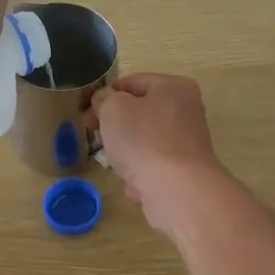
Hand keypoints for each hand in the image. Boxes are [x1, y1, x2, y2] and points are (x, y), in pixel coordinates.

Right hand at [91, 74, 232, 236]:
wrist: (177, 191)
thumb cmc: (144, 141)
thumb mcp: (113, 109)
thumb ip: (103, 98)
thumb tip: (104, 100)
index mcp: (174, 87)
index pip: (131, 83)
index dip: (105, 97)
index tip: (87, 117)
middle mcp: (186, 112)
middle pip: (137, 115)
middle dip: (114, 129)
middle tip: (97, 140)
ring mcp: (186, 144)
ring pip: (141, 144)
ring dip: (125, 155)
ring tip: (119, 166)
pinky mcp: (183, 172)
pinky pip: (151, 168)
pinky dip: (140, 175)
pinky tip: (136, 185)